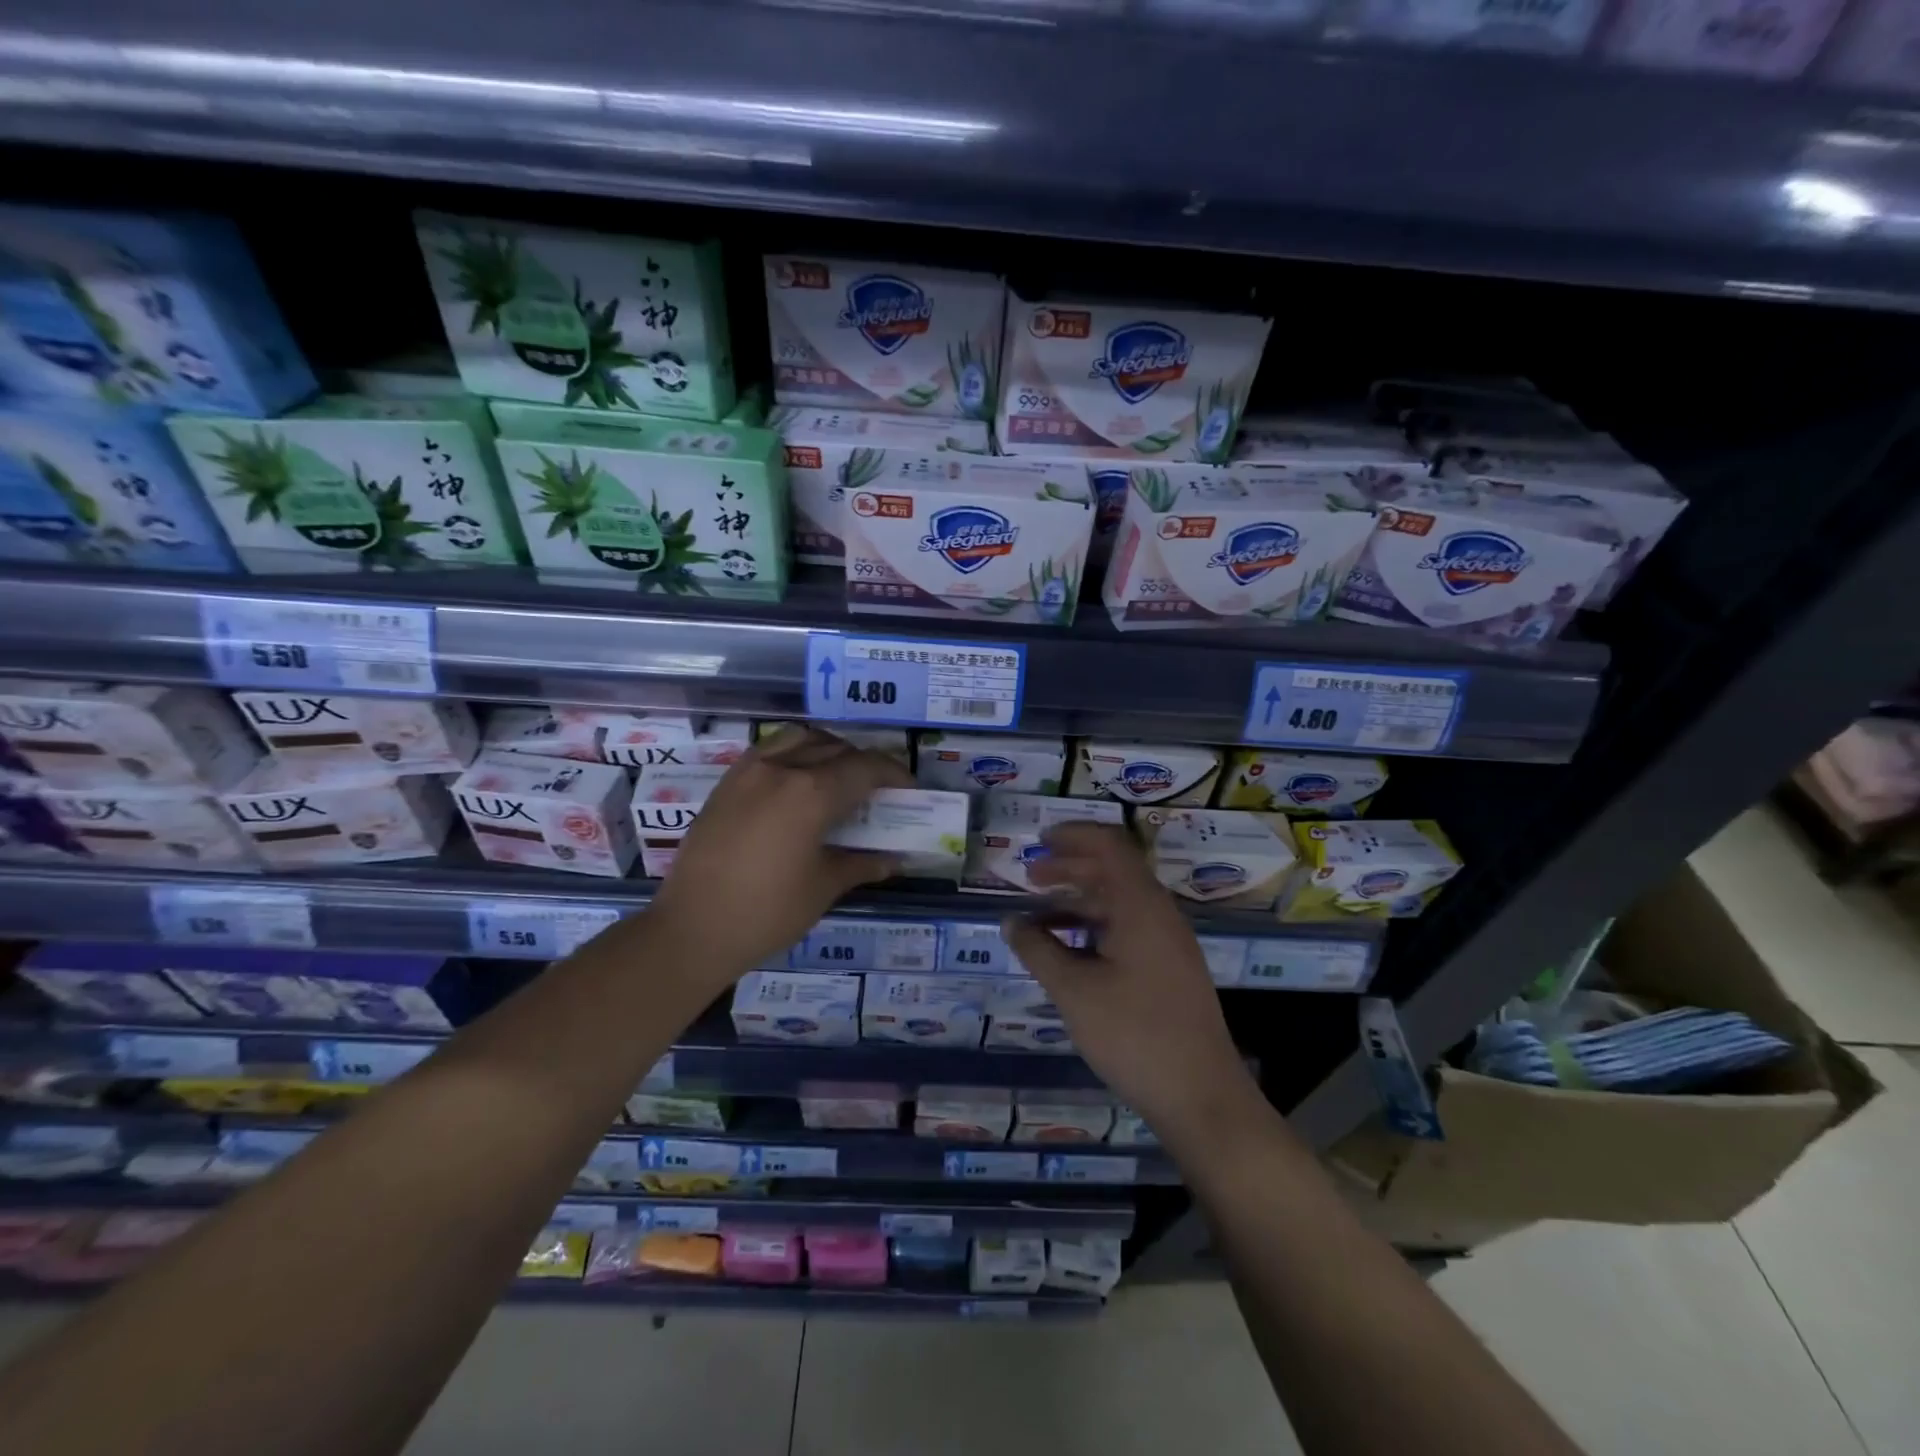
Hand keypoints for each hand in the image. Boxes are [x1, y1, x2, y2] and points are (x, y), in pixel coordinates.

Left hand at [646, 726, 912, 986]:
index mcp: (811, 793)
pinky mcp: (727, 783)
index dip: (894, 774)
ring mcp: (748, 771)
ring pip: (800, 738)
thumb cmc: (766, 913)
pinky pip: (769, 750)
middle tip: (879, 790)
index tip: (909, 789)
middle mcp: (781, 768)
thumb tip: (895, 860)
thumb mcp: (823, 887)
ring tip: (839, 777)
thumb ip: (862, 863)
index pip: (865, 768)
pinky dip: (794, 753)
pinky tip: (798, 782)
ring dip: (828, 749)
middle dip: (864, 764)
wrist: (691, 930)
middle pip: (836, 748)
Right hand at [1002, 822, 1263, 1144]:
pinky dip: (1095, 929)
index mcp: (1140, 905)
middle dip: (1070, 869)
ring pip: (1119, 904)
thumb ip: (1038, 950)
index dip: (1073, 836)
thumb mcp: (1074, 991)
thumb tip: (1010, 922)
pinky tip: (1069, 953)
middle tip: (1030, 877)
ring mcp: (1169, 943)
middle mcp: (1159, 914)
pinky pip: (1128, 930)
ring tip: (1039, 917)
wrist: (1201, 1097)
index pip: (1109, 846)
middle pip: (1113, 872)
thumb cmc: (1134, 1034)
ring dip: (1080, 902)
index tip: (1038, 840)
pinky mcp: (1170, 970)